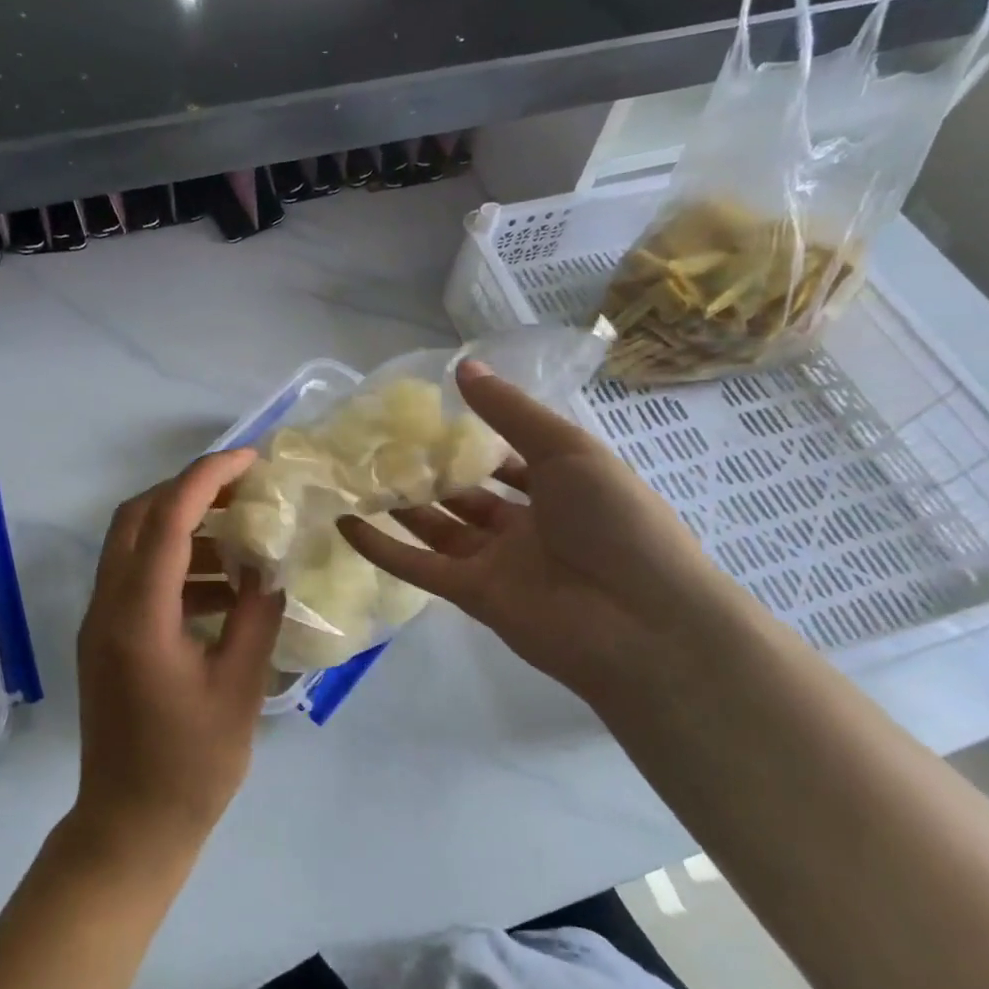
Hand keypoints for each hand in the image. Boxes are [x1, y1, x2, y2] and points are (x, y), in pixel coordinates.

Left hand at [74, 449, 284, 857]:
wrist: (129, 828)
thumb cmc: (190, 766)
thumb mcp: (239, 688)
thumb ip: (255, 617)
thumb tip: (268, 568)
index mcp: (139, 616)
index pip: (168, 520)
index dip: (207, 479)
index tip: (249, 459)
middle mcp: (108, 607)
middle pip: (137, 518)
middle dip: (188, 490)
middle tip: (242, 489)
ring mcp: (100, 622)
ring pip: (133, 545)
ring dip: (184, 528)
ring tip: (242, 539)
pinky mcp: (106, 639)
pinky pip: (137, 579)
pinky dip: (177, 566)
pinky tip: (223, 589)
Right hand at [339, 360, 750, 703]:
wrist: (642, 622)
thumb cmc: (615, 520)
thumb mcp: (566, 450)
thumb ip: (510, 412)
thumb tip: (462, 367)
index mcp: (558, 487)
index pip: (506, 458)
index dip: (470, 437)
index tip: (425, 414)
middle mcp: (525, 524)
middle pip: (465, 493)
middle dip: (427, 470)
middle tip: (377, 443)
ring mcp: (497, 562)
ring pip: (437, 527)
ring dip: (400, 505)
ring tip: (355, 475)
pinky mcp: (472, 596)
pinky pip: (420, 567)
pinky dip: (383, 549)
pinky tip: (346, 525)